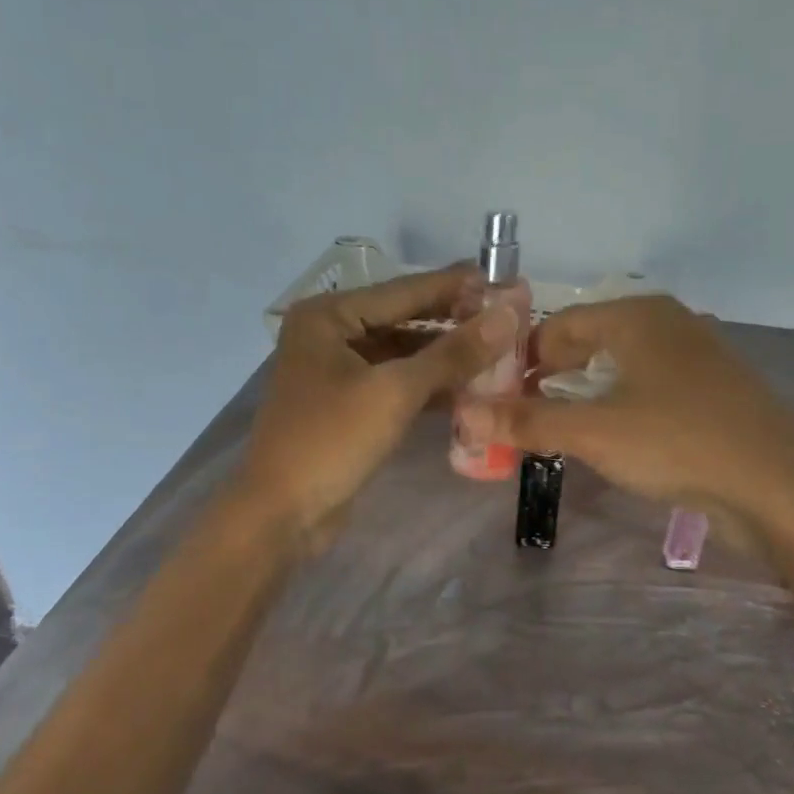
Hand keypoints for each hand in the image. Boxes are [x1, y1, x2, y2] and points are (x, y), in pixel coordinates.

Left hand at [238, 266, 516, 547]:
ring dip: (446, 358)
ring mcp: (337, 372)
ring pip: (403, 355)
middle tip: (511, 319)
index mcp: (328, 316)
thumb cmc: (331, 441)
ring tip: (501, 354)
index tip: (507, 280)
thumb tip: (509, 313)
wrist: (283, 513)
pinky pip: (396, 384)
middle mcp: (329, 334)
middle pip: (404, 320)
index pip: (405, 291)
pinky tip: (470, 390)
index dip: (458, 287)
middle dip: (455, 323)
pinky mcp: (348, 406)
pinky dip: (430, 387)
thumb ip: (453, 352)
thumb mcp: (395, 391)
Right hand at [456, 294, 793, 531]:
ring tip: (556, 433)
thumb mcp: (594, 432)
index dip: (522, 361)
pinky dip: (619, 408)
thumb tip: (463, 413)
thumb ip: (528, 421)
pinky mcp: (711, 392)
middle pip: (588, 344)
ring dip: (583, 397)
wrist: (778, 486)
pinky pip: (648, 389)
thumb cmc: (678, 443)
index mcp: (637, 315)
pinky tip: (611, 440)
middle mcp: (667, 324)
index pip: (558, 325)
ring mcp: (694, 357)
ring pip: (619, 368)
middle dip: (550, 380)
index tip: (496, 400)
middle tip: (520, 419)